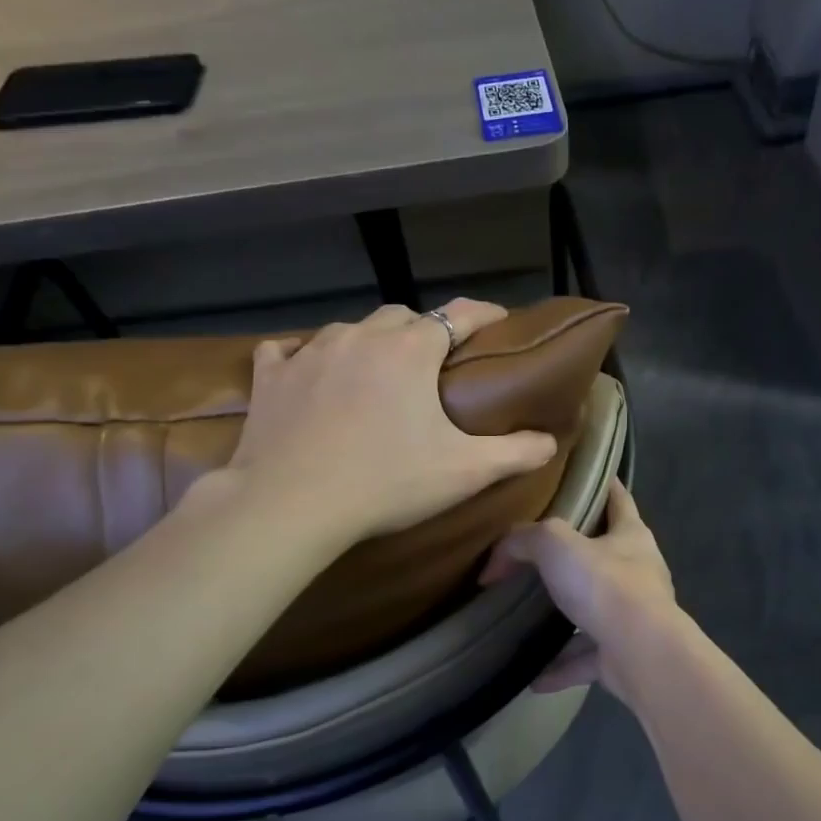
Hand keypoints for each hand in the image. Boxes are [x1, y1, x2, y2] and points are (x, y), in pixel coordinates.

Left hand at [217, 299, 558, 545]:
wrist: (290, 506)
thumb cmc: (385, 483)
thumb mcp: (464, 472)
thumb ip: (515, 453)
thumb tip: (550, 442)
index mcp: (410, 350)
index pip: (458, 315)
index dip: (483, 314)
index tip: (498, 320)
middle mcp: (360, 336)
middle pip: (400, 317)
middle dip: (421, 331)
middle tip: (431, 364)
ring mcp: (309, 352)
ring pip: (348, 330)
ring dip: (367, 344)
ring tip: (374, 373)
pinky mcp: (270, 376)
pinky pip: (287, 351)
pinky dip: (302, 357)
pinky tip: (305, 374)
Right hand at [479, 478, 678, 699]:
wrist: (642, 655)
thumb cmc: (606, 586)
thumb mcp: (556, 546)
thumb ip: (523, 541)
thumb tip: (493, 564)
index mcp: (631, 536)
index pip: (619, 498)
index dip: (604, 484)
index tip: (583, 477)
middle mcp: (638, 572)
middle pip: (606, 555)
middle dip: (577, 556)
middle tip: (538, 554)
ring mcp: (633, 616)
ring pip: (595, 611)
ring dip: (566, 617)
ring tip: (530, 618)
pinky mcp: (624, 655)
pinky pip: (586, 658)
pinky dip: (561, 666)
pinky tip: (532, 677)